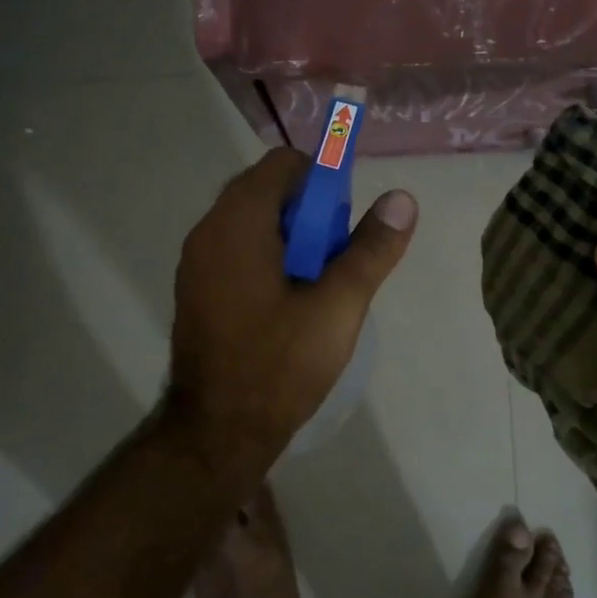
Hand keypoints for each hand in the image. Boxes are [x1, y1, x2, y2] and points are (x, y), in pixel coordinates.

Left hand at [164, 148, 417, 473]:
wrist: (217, 432)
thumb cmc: (279, 365)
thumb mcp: (338, 306)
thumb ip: (371, 249)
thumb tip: (402, 198)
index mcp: (238, 222)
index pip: (283, 164)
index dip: (322, 180)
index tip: (344, 223)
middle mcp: (207, 231)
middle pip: (266, 191)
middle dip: (308, 213)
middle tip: (334, 259)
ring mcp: (195, 263)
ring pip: (250, 224)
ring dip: (289, 238)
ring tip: (317, 285)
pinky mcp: (194, 291)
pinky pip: (235, 251)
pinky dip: (265, 258)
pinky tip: (287, 303)